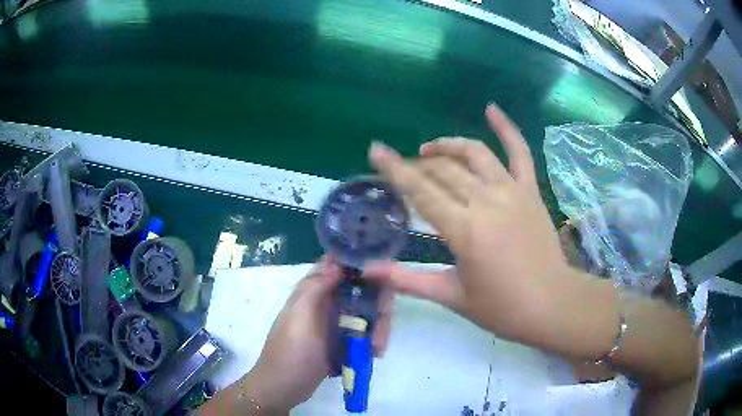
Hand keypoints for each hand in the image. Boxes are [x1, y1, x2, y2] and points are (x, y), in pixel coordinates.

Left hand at [206, 257, 391, 414]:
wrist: (284, 387)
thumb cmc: (290, 352)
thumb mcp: (299, 316)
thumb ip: (314, 287)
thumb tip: (338, 263)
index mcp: (312, 292)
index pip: (339, 266)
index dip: (362, 264)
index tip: (385, 273)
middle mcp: (325, 303)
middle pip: (360, 290)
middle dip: (377, 304)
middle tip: (384, 324)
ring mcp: (333, 323)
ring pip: (365, 312)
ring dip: (377, 326)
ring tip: (378, 347)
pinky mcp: (341, 341)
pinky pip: (363, 332)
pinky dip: (372, 339)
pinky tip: (375, 352)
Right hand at [365, 103, 580, 350]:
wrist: (551, 304)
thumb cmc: (501, 308)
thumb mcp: (452, 296)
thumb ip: (408, 280)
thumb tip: (369, 272)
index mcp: (464, 230)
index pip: (421, 191)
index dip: (395, 169)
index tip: (376, 151)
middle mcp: (486, 202)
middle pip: (444, 171)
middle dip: (418, 165)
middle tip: (405, 169)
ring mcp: (512, 192)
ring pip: (474, 155)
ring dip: (448, 146)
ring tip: (430, 149)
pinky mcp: (530, 191)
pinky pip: (520, 152)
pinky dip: (506, 128)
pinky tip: (491, 109)